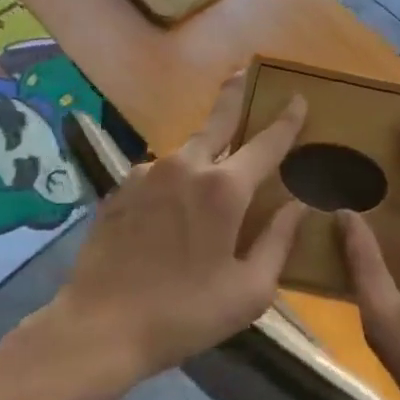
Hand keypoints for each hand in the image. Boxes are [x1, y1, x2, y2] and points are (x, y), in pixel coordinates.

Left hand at [49, 72, 307, 381]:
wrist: (99, 327)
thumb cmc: (184, 314)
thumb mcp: (249, 291)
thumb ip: (279, 241)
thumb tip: (300, 205)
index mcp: (225, 188)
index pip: (266, 142)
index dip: (286, 120)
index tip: (298, 98)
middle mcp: (188, 166)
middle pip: (219, 119)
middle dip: (235, 93)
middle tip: (244, 72)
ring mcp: (150, 172)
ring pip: (188, 149)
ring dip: (205, 148)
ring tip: (213, 168)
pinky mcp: (122, 186)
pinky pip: (161, 172)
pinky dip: (176, 178)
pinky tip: (173, 207)